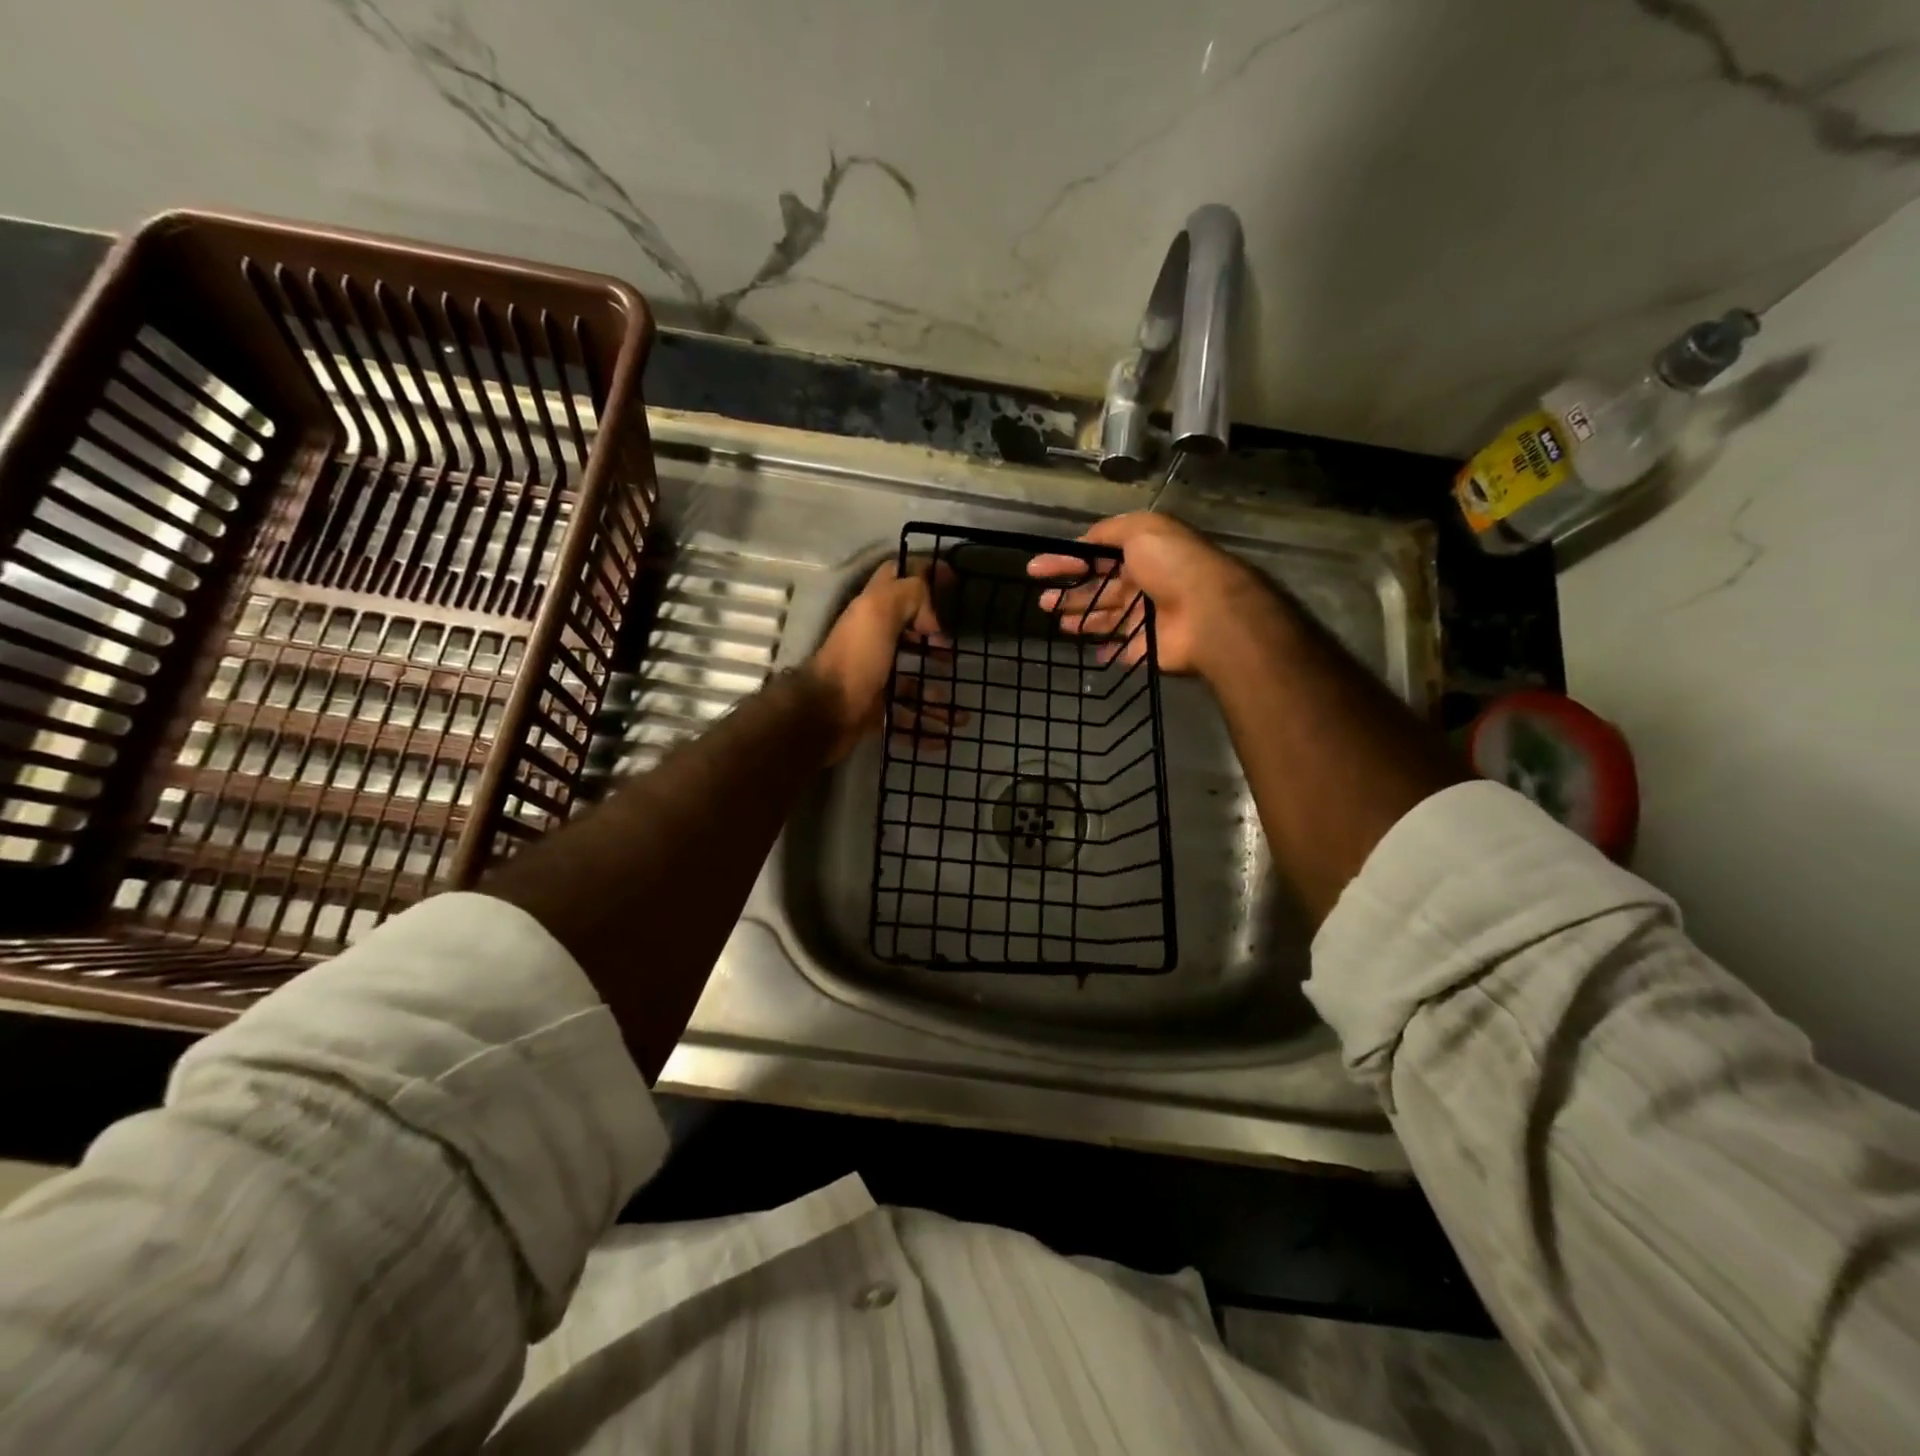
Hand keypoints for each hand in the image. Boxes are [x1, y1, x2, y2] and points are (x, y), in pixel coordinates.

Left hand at [805, 559, 953, 760]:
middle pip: (909, 633)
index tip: (955, 582)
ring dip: (937, 693)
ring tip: (960, 711)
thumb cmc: (856, 659)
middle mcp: (873, 641)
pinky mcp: (876, 710)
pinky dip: (927, 727)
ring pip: (913, 682)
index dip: (925, 573)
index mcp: (872, 612)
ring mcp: (875, 678)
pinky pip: (907, 717)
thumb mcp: (880, 612)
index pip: (898, 578)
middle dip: (937, 640)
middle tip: (956, 650)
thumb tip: (933, 617)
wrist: (825, 714)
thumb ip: (910, 595)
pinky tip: (946, 738)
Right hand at [1026, 513, 1278, 676]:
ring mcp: (1147, 618)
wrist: (1208, 613)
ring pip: (1107, 618)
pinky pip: (1123, 649)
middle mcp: (1144, 584)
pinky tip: (1089, 648)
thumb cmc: (1172, 566)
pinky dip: (1106, 649)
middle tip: (1042, 601)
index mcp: (1142, 554)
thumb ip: (1108, 532)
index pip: (1096, 556)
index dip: (1065, 560)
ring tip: (1056, 622)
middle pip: (1099, 589)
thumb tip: (1082, 541)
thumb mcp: (1140, 530)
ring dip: (1081, 619)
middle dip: (1070, 593)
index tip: (1035, 569)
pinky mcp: (1148, 648)